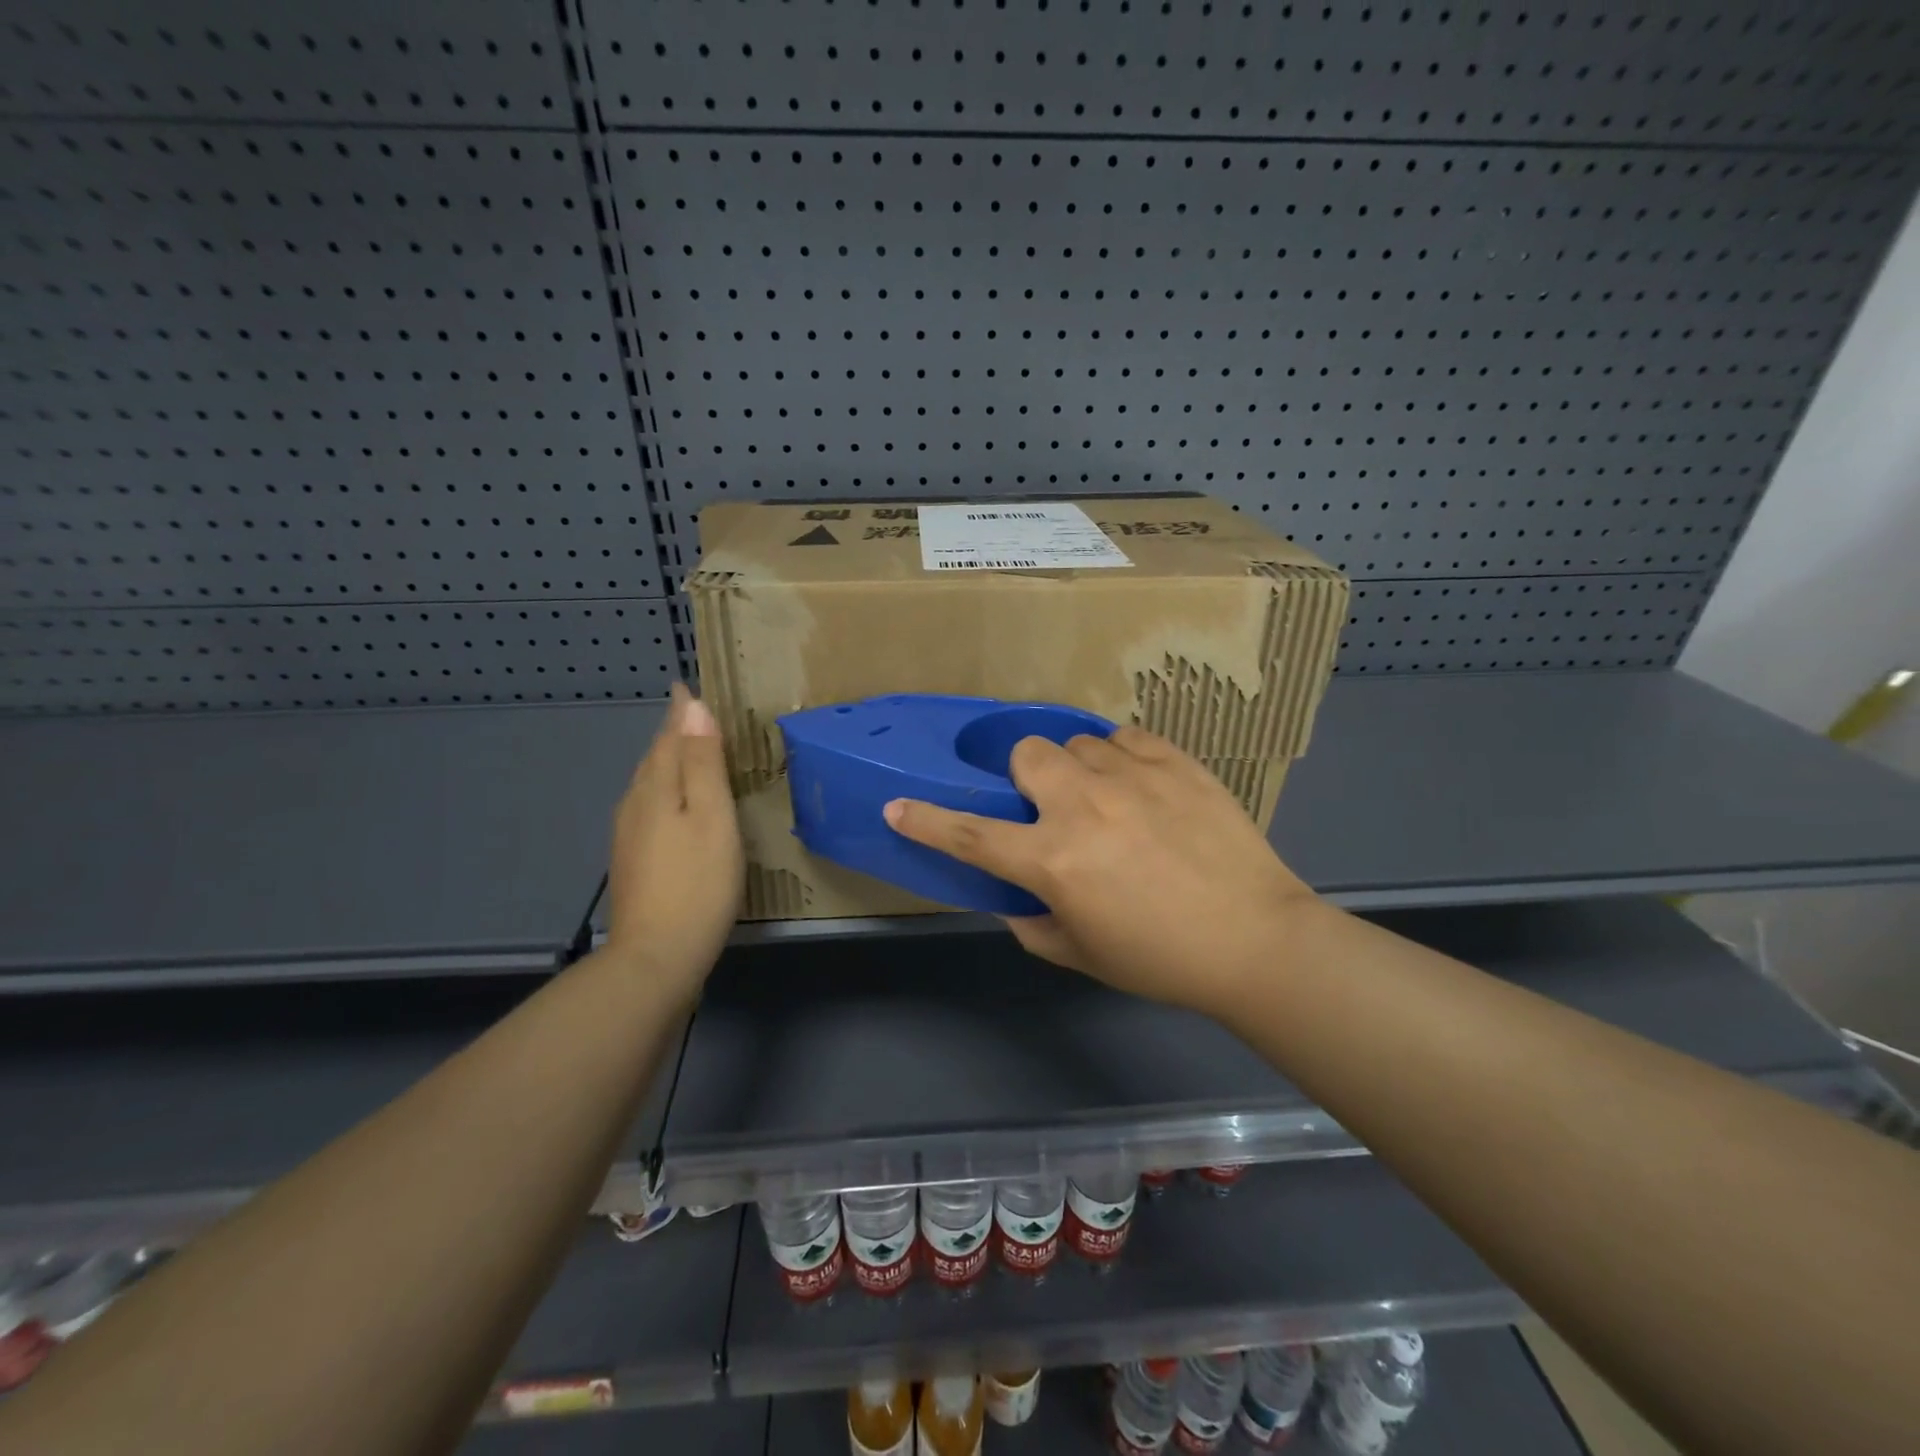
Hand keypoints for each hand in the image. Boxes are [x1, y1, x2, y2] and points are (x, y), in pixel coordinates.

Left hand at [604, 683, 742, 1001]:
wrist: (656, 957)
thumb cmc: (697, 883)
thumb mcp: (712, 817)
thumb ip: (703, 763)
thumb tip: (693, 707)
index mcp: (655, 789)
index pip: (668, 736)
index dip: (680, 712)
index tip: (686, 685)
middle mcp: (635, 805)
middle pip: (654, 758)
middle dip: (673, 734)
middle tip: (695, 715)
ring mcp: (630, 836)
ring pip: (650, 784)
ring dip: (669, 762)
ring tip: (691, 752)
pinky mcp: (635, 861)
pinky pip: (651, 808)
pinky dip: (667, 792)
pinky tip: (679, 806)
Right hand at [884, 727, 1319, 1015]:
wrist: (1255, 940)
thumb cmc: (1161, 960)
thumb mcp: (1081, 954)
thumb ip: (1032, 924)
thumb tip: (1014, 898)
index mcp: (1053, 860)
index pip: (970, 835)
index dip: (926, 821)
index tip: (897, 806)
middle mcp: (1083, 806)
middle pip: (1026, 754)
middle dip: (1026, 776)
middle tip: (1050, 805)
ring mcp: (1132, 776)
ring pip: (1077, 742)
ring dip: (1078, 769)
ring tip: (1106, 797)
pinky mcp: (1175, 761)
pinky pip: (1126, 737)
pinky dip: (1121, 756)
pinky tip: (1139, 784)